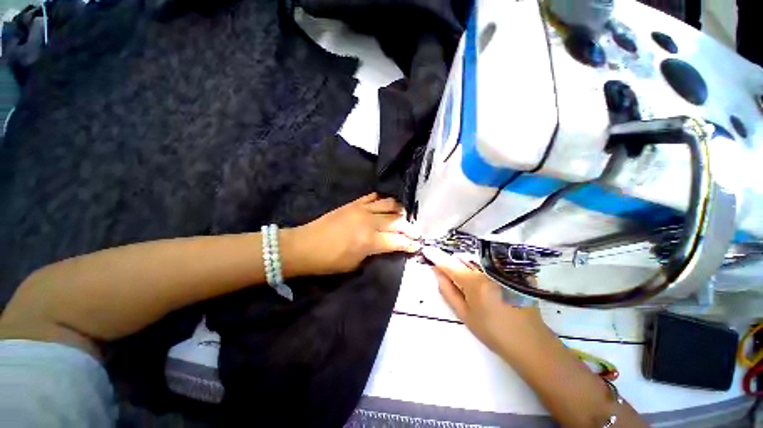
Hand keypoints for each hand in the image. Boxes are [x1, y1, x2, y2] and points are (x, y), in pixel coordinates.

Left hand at [285, 193, 420, 275]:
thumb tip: (387, 246)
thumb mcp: (355, 264)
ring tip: (402, 216)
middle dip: (409, 227)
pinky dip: (382, 200)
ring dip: (399, 210)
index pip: (397, 240)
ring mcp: (361, 209)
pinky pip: (373, 197)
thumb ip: (374, 253)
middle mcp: (369, 222)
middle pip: (397, 220)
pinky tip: (386, 205)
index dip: (410, 243)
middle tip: (414, 231)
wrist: (304, 245)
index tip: (417, 244)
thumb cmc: (329, 261)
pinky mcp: (353, 203)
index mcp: (369, 241)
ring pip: (389, 204)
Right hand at [422, 247, 550, 359]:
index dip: (436, 257)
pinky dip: (483, 269)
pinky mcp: (514, 273)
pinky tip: (488, 284)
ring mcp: (503, 270)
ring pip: (477, 261)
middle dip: (454, 264)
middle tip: (450, 275)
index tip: (427, 250)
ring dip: (467, 265)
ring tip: (469, 282)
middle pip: (464, 260)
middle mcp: (488, 270)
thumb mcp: (465, 314)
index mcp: (474, 282)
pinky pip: (492, 264)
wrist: (530, 343)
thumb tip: (437, 272)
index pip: (449, 264)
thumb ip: (448, 291)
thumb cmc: (493, 332)